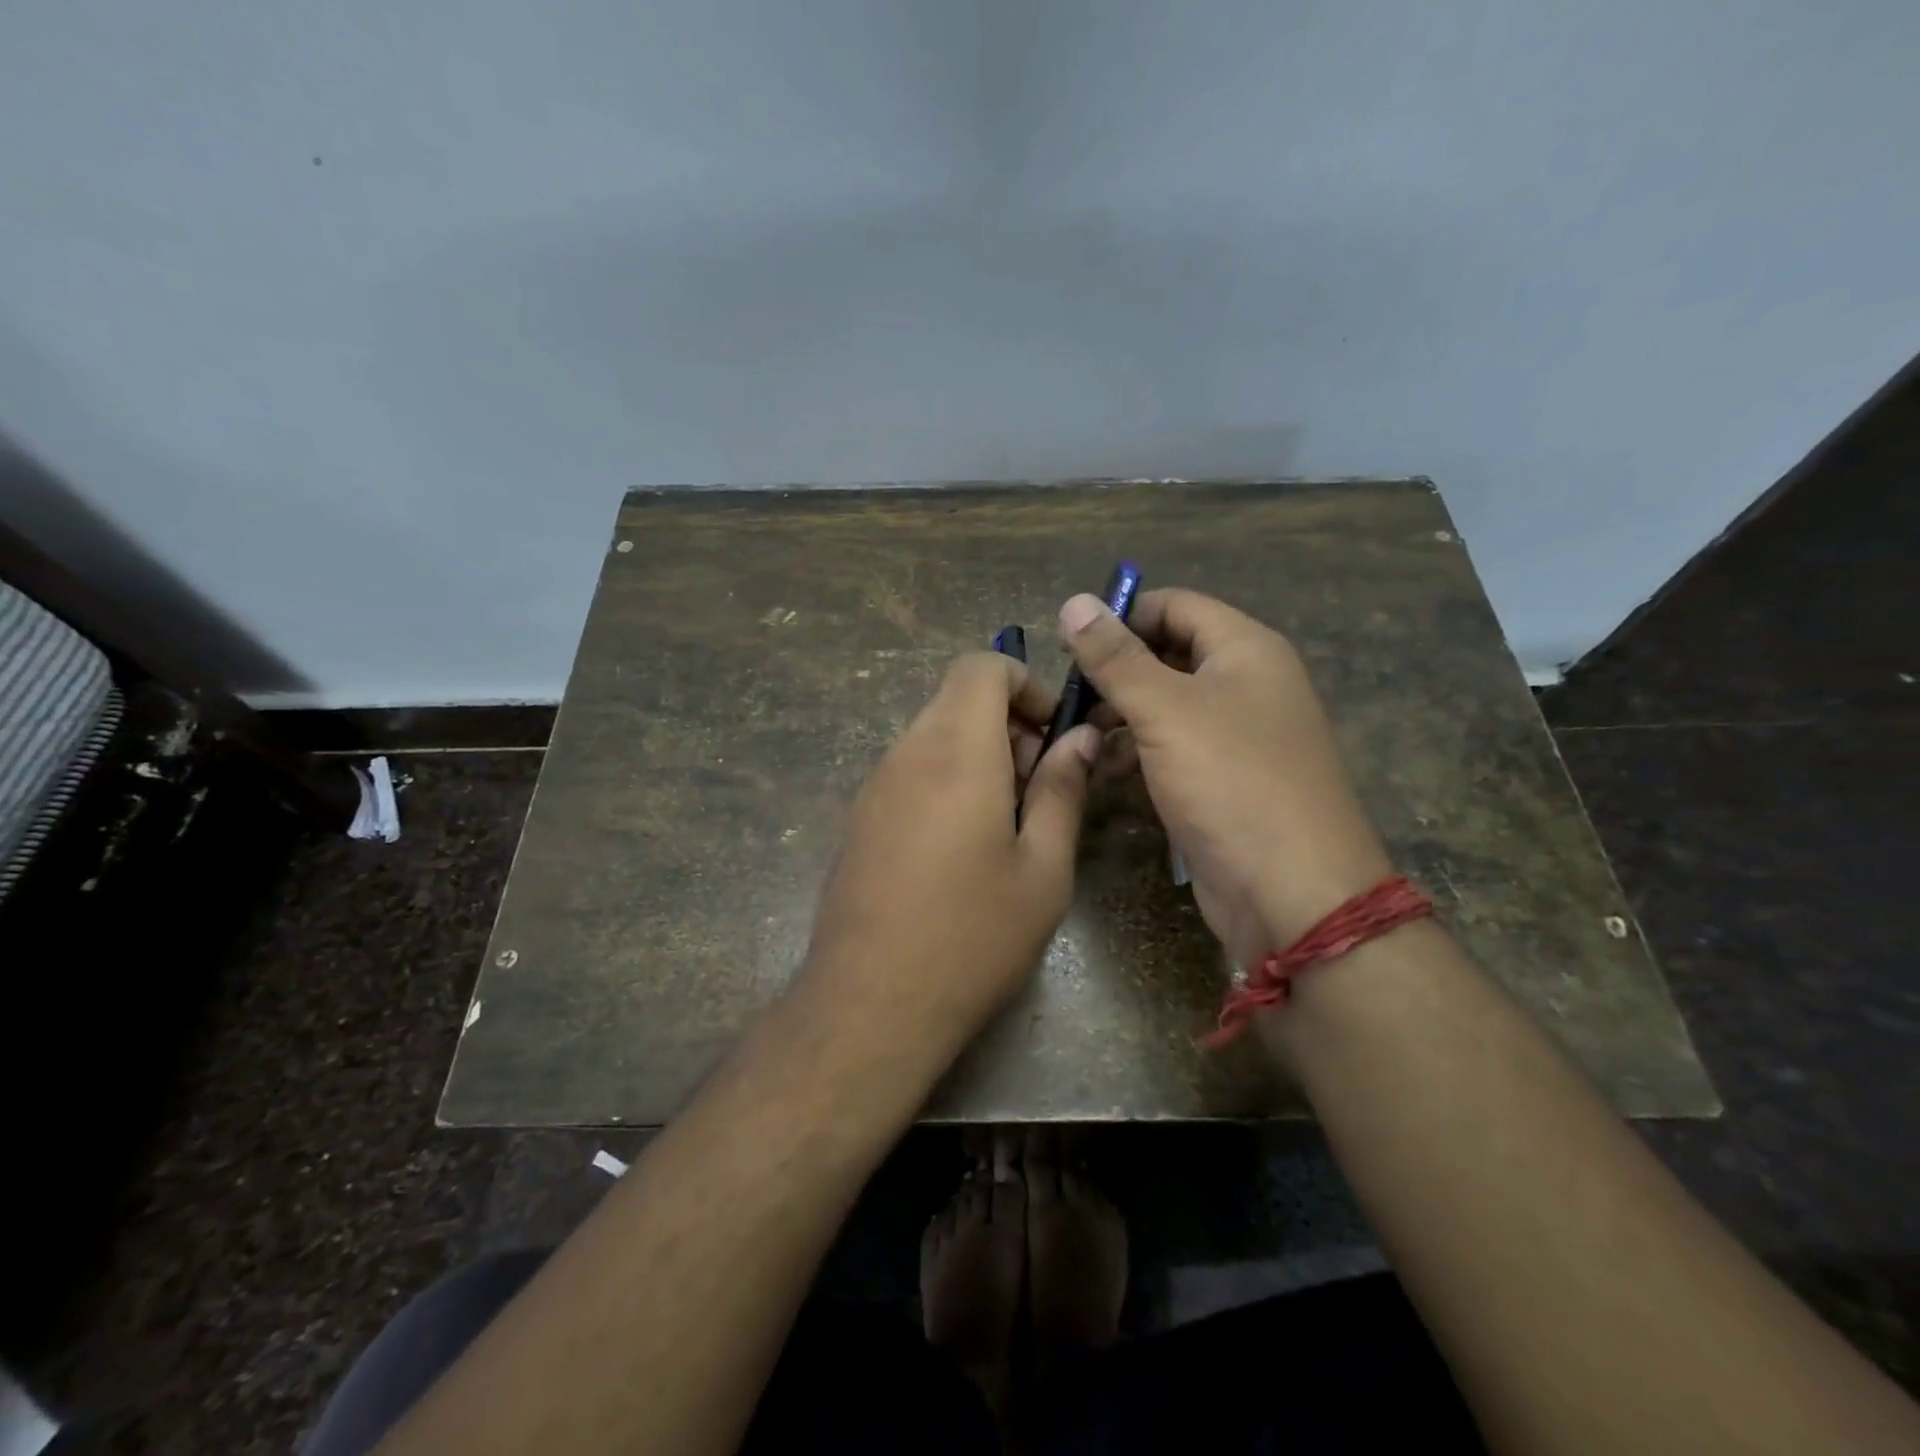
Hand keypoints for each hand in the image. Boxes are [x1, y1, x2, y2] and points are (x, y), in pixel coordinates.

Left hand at [799, 652, 1100, 1062]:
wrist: (870, 1003)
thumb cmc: (973, 935)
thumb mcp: (1042, 868)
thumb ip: (1062, 790)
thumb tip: (1080, 738)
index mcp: (956, 751)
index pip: (980, 666)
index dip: (1024, 682)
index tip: (1052, 734)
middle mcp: (907, 753)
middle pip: (958, 699)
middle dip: (1009, 725)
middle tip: (1041, 790)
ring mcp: (875, 785)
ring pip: (935, 735)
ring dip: (980, 756)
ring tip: (1009, 825)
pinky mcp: (860, 817)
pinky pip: (911, 770)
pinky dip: (947, 779)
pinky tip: (963, 848)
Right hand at [1059, 588, 1390, 968]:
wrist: (1293, 893)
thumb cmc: (1231, 782)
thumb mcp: (1165, 710)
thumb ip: (1116, 657)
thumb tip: (1073, 602)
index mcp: (1245, 649)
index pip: (1174, 605)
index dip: (1122, 616)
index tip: (1069, 645)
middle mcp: (1245, 684)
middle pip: (1168, 654)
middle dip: (1115, 671)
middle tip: (1066, 697)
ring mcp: (1236, 736)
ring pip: (1165, 705)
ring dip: (1120, 714)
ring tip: (1077, 735)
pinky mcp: (1222, 781)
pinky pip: (1172, 749)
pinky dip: (1137, 752)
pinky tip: (1104, 769)